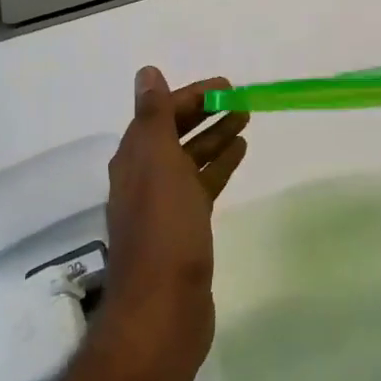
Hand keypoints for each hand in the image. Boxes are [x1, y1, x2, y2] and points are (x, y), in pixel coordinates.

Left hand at [98, 66, 249, 374]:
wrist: (163, 308)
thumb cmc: (164, 229)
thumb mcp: (157, 162)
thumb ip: (154, 116)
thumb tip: (146, 73)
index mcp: (135, 158)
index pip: (161, 113)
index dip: (191, 95)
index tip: (226, 85)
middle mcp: (144, 177)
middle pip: (175, 134)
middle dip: (205, 113)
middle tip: (241, 100)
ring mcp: (164, 205)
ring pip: (191, 159)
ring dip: (214, 137)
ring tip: (246, 121)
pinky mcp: (184, 228)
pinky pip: (202, 185)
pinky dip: (218, 166)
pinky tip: (238, 155)